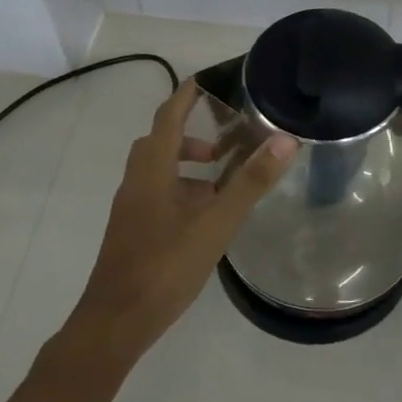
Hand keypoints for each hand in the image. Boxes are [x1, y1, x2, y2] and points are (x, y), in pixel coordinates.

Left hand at [62, 80, 295, 364]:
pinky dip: (179, 194)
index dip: (186, 96)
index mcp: (152, 170)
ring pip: (156, 173)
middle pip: (158, 143)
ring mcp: (130, 209)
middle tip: (223, 146)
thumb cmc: (166, 265)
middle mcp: (136, 182)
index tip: (207, 81)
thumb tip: (285, 140)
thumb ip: (250, 182)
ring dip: (185, 168)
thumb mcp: (216, 223)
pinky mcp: (131, 232)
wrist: (117, 320)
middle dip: (189, 136)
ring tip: (220, 187)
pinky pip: (155, 196)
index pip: (168, 117)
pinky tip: (202, 222)